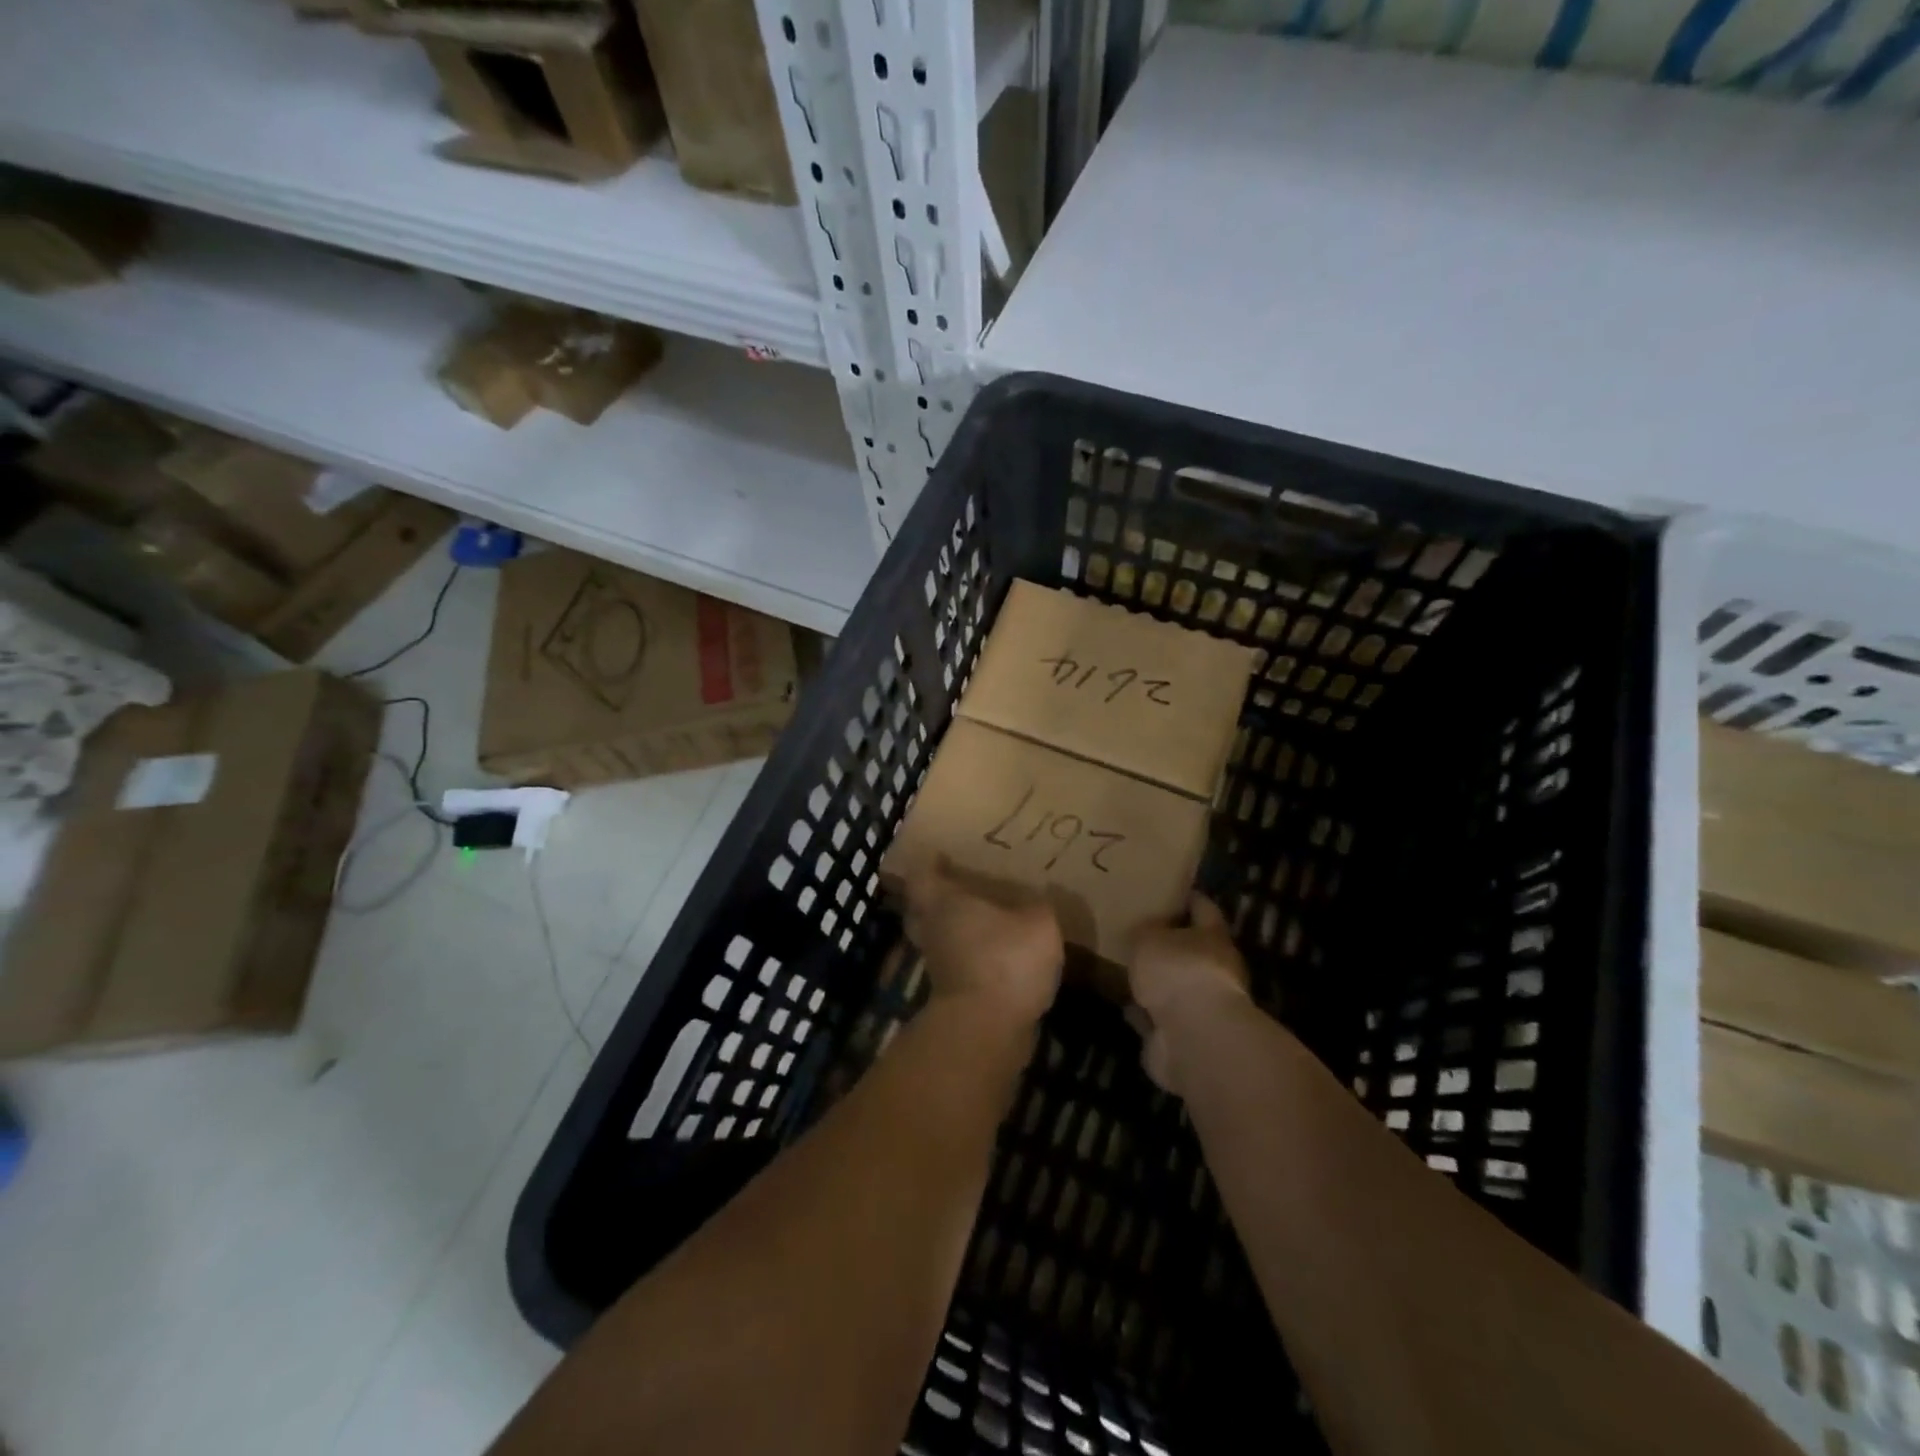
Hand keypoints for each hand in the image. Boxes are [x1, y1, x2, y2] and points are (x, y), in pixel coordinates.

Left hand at [902, 858, 1063, 1026]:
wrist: (986, 1030)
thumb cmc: (1005, 960)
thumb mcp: (1039, 923)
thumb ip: (1039, 906)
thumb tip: (1042, 896)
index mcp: (944, 902)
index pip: (922, 874)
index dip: (929, 864)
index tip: (939, 855)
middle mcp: (932, 930)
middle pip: (920, 908)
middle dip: (934, 898)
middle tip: (956, 887)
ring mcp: (938, 965)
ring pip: (937, 938)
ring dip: (953, 931)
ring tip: (982, 921)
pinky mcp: (950, 995)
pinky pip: (955, 965)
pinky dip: (968, 958)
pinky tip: (995, 956)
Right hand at [1127, 895, 1252, 1093]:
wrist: (1194, 1036)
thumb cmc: (1177, 971)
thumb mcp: (1149, 937)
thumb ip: (1146, 930)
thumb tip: (1148, 930)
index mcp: (1212, 936)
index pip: (1203, 907)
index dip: (1187, 898)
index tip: (1167, 891)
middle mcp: (1216, 968)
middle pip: (1192, 948)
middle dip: (1169, 943)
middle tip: (1138, 933)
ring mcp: (1204, 1004)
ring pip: (1177, 984)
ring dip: (1158, 981)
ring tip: (1127, 969)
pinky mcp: (1187, 1033)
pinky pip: (1162, 1015)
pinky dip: (1147, 1011)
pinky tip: (1124, 1003)